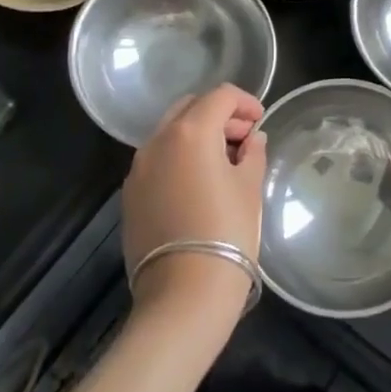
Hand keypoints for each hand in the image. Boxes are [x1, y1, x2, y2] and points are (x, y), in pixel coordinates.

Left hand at [122, 85, 267, 322]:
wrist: (183, 294)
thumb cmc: (227, 232)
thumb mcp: (249, 188)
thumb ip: (252, 154)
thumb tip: (252, 140)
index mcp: (191, 132)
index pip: (220, 96)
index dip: (244, 102)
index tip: (260, 121)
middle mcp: (158, 141)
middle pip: (190, 108)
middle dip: (218, 115)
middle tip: (243, 138)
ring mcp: (139, 168)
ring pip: (170, 133)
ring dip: (197, 135)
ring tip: (223, 162)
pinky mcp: (130, 195)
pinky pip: (157, 160)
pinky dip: (179, 158)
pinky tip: (198, 184)